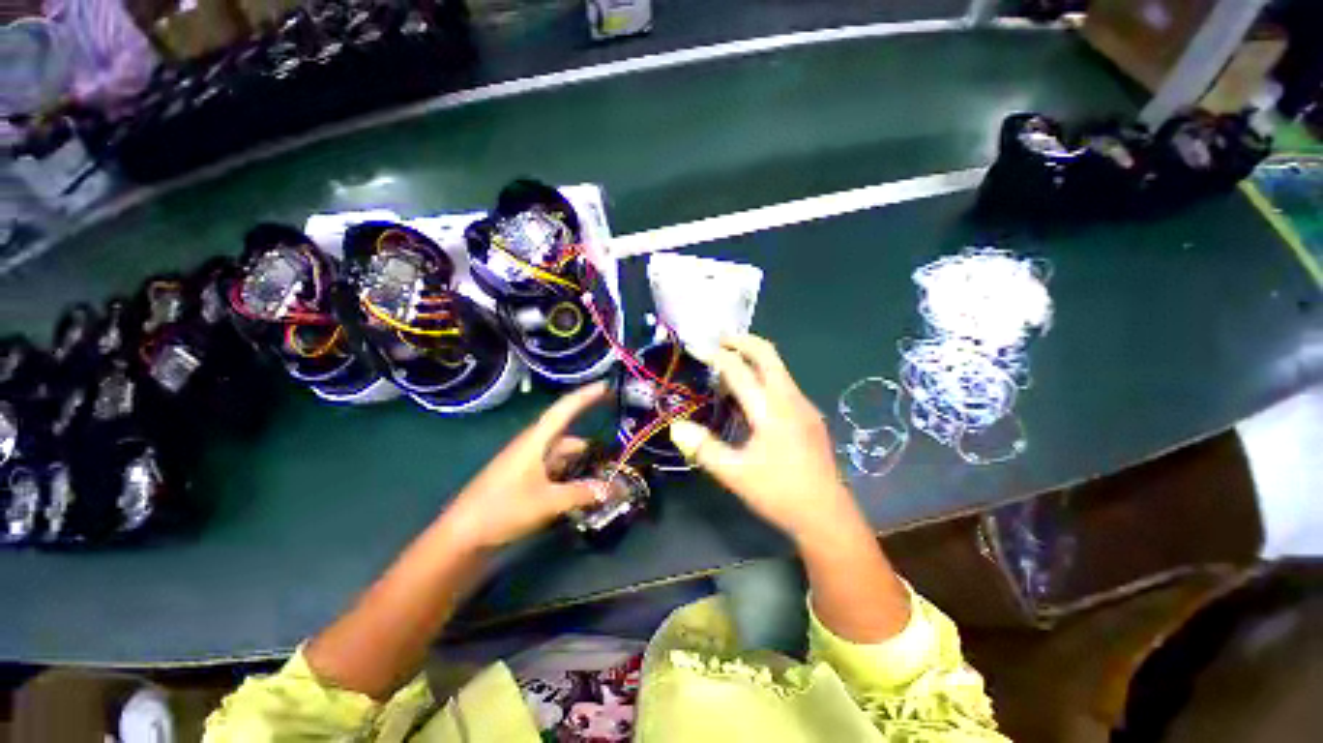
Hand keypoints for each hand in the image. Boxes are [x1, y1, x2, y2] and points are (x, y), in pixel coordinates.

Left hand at [441, 382, 608, 549]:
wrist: (461, 537)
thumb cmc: (502, 509)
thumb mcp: (548, 502)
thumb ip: (583, 493)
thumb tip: (615, 489)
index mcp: (536, 440)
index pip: (565, 408)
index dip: (586, 396)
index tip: (607, 386)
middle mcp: (533, 446)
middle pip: (568, 435)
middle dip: (591, 441)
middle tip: (616, 448)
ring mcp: (527, 463)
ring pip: (562, 455)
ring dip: (581, 462)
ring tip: (605, 475)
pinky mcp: (524, 480)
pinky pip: (555, 470)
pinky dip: (571, 475)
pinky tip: (584, 490)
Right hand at [670, 335, 862, 544]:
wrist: (827, 515)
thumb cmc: (779, 493)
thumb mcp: (735, 474)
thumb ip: (704, 448)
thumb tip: (676, 427)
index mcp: (770, 410)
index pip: (739, 370)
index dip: (715, 355)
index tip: (696, 347)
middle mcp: (790, 399)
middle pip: (768, 354)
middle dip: (742, 341)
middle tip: (719, 339)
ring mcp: (804, 405)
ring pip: (778, 367)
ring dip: (754, 357)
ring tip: (730, 362)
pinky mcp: (809, 415)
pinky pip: (783, 383)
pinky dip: (764, 375)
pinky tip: (750, 394)